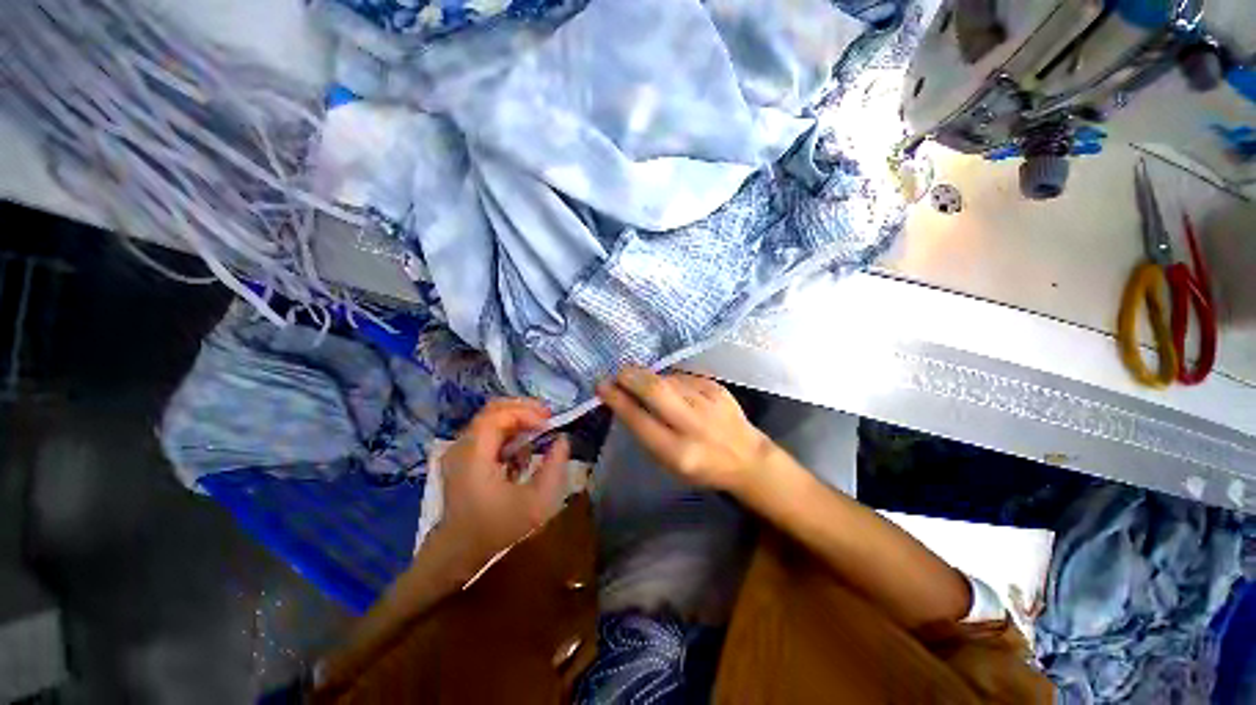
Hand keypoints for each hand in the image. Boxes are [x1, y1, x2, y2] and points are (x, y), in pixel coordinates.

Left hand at [437, 399, 570, 571]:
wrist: (459, 553)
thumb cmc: (498, 529)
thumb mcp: (537, 503)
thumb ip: (555, 467)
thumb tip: (562, 439)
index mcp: (474, 456)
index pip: (498, 416)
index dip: (526, 413)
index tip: (549, 424)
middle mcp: (461, 447)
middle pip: (493, 410)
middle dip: (524, 409)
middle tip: (548, 419)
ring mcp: (459, 452)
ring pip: (491, 419)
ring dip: (518, 420)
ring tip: (541, 432)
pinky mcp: (463, 458)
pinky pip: (488, 433)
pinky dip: (509, 433)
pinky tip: (523, 450)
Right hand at [596, 367, 773, 493]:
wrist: (747, 458)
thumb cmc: (702, 467)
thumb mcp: (670, 462)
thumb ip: (647, 431)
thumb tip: (625, 398)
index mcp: (678, 452)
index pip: (639, 420)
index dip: (617, 400)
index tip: (602, 386)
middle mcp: (693, 425)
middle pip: (654, 390)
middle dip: (630, 377)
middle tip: (618, 374)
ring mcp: (708, 402)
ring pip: (667, 379)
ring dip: (648, 377)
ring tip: (641, 381)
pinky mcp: (717, 387)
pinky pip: (683, 377)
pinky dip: (669, 379)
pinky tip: (668, 386)